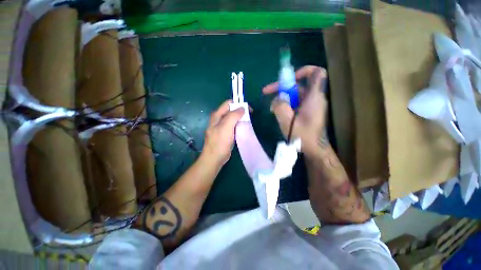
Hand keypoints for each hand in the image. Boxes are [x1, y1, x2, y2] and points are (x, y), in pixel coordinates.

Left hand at [201, 100, 244, 166]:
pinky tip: (242, 130)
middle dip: (240, 112)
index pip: (229, 103)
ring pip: (233, 118)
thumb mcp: (226, 127)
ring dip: (240, 119)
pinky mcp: (225, 133)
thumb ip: (234, 115)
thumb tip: (243, 108)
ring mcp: (222, 126)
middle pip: (231, 111)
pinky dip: (238, 126)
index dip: (239, 104)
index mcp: (217, 115)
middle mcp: (219, 119)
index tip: (248, 111)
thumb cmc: (219, 142)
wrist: (215, 158)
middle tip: (248, 118)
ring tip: (246, 124)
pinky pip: (233, 126)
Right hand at [263, 66, 327, 155]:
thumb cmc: (303, 136)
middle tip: (267, 93)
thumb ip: (280, 106)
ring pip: (295, 95)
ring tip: (271, 108)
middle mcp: (314, 98)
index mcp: (314, 97)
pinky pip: (295, 103)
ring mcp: (311, 105)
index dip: (303, 71)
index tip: (288, 80)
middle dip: (282, 88)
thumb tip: (277, 99)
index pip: (316, 73)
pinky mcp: (307, 112)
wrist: (314, 150)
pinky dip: (286, 105)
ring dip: (282, 98)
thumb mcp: (287, 121)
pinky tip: (278, 113)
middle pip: (299, 85)